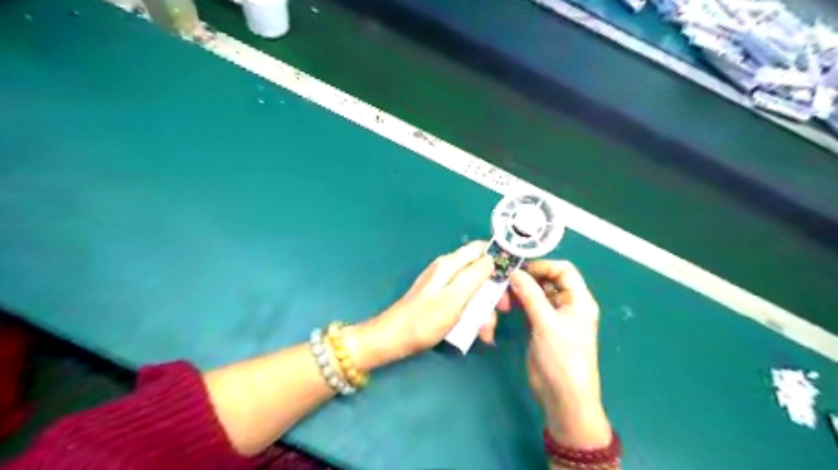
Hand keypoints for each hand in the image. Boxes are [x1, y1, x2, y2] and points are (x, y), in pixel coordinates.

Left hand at [350, 244, 491, 368]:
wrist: (395, 338)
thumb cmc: (425, 320)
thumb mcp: (454, 298)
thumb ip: (474, 275)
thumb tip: (492, 258)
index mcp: (450, 264)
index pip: (480, 248)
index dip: (499, 259)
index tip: (512, 278)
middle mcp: (447, 268)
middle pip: (480, 270)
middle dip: (493, 291)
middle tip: (501, 310)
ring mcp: (443, 283)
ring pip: (474, 289)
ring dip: (484, 308)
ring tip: (485, 332)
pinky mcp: (441, 297)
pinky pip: (464, 300)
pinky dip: (472, 313)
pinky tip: (476, 331)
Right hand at [506, 261, 612, 447]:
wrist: (562, 396)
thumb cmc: (562, 357)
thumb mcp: (547, 323)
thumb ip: (530, 295)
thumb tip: (514, 273)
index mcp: (579, 300)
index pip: (564, 270)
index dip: (543, 265)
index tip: (520, 269)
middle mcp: (567, 304)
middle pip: (548, 280)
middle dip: (528, 278)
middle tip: (506, 280)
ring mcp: (553, 316)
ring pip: (536, 293)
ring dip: (521, 291)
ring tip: (503, 294)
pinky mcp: (540, 327)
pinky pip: (529, 307)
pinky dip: (518, 302)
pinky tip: (505, 303)